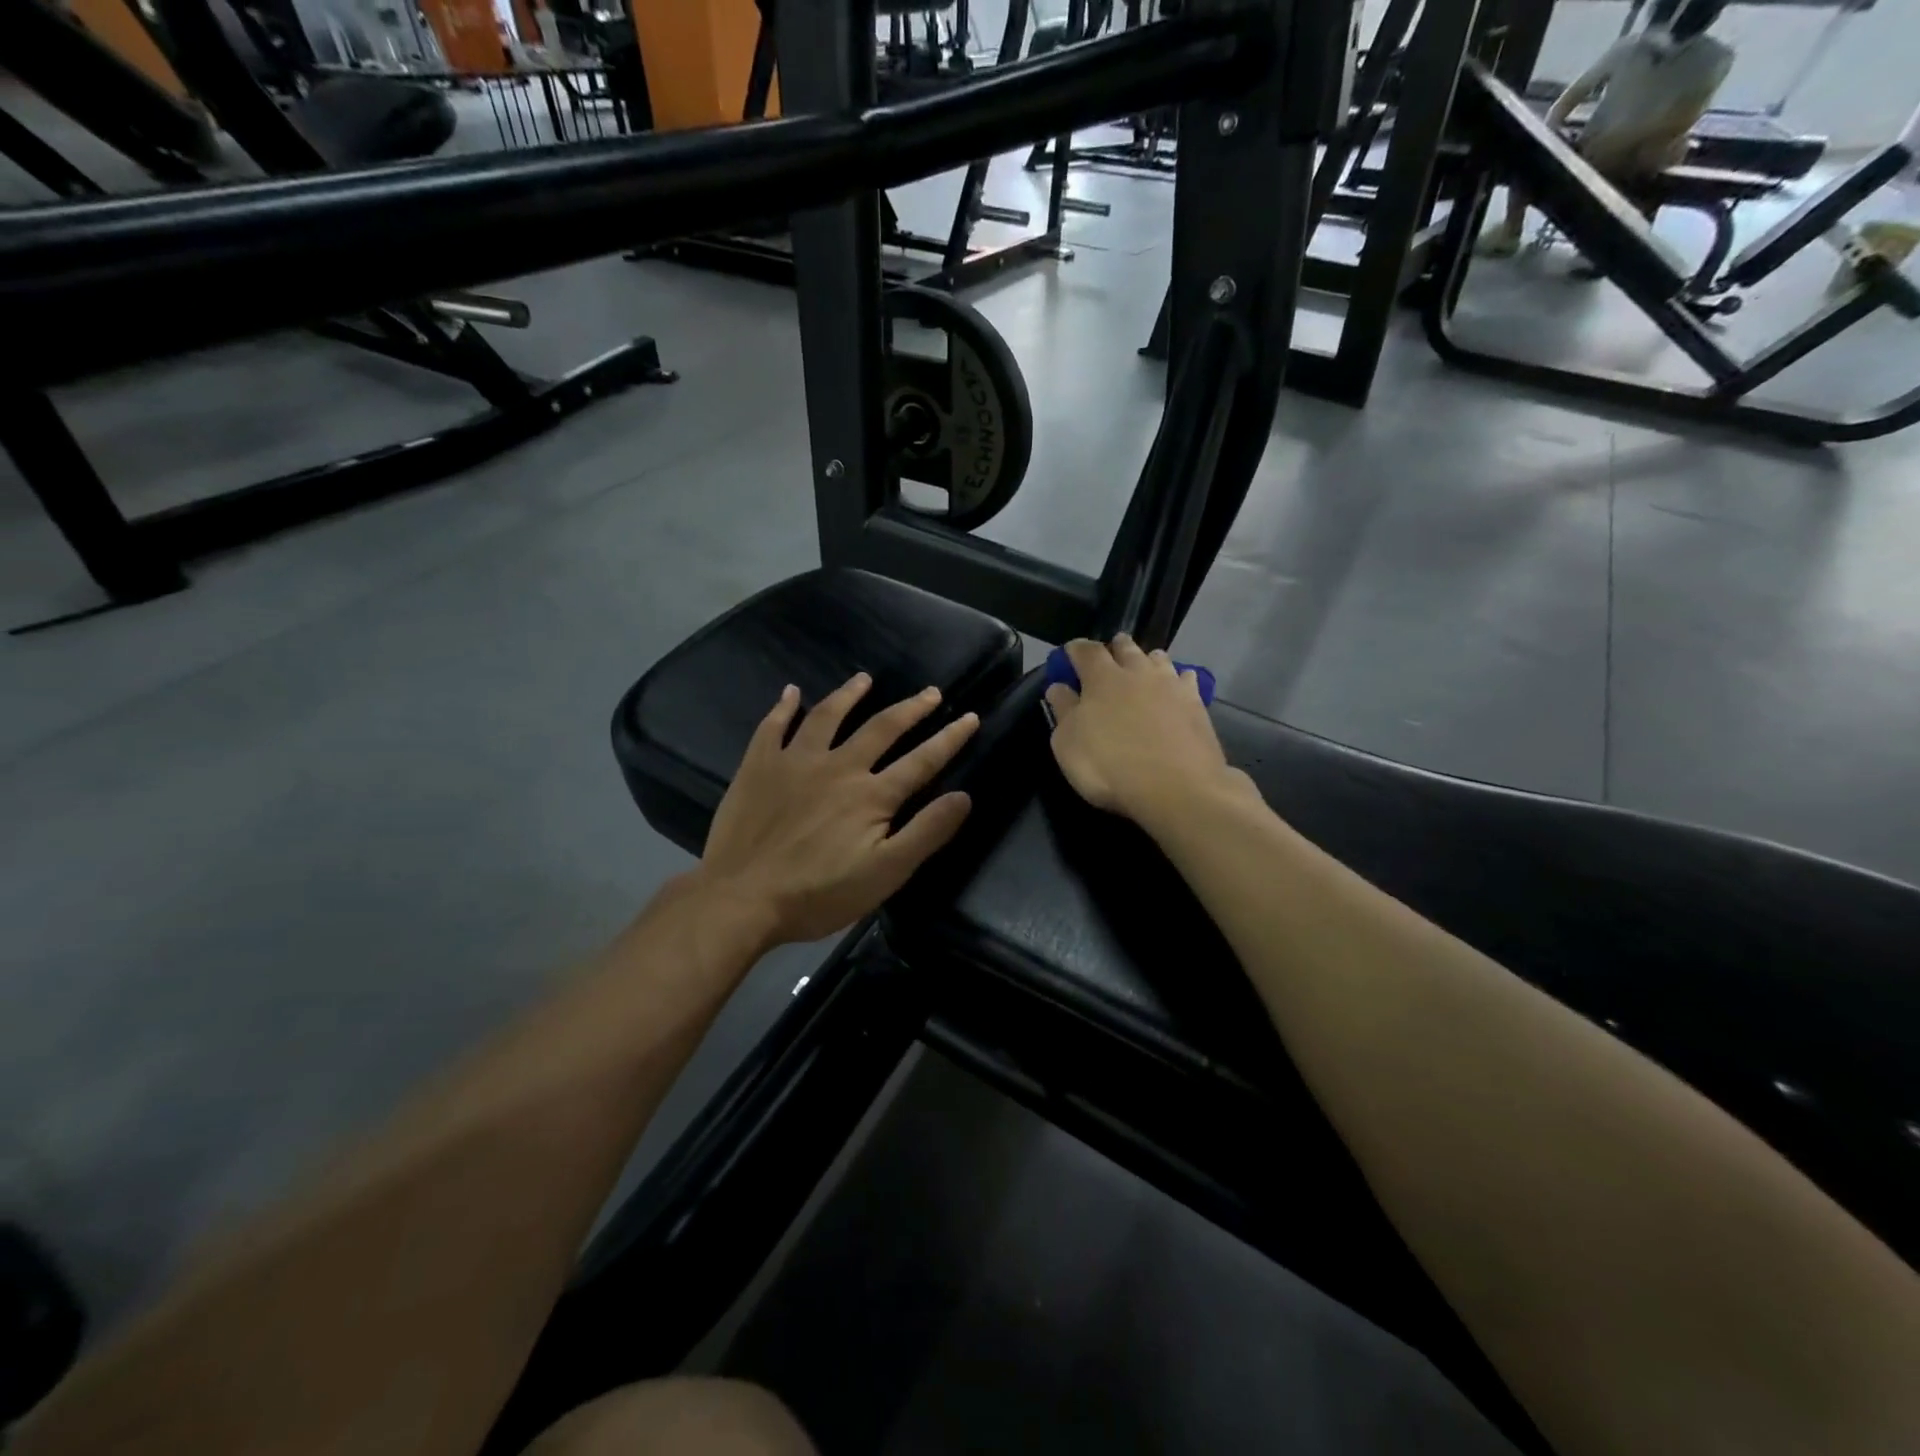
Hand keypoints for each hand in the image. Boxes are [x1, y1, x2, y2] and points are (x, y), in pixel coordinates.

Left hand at [698, 674, 978, 945]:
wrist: (741, 899)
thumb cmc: (819, 894)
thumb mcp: (885, 873)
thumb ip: (926, 832)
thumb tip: (963, 796)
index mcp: (872, 795)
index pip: (922, 760)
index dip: (950, 738)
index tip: (970, 717)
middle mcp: (838, 767)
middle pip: (881, 727)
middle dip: (911, 708)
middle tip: (930, 692)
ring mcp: (795, 762)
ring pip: (827, 716)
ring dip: (849, 695)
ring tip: (864, 679)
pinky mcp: (758, 767)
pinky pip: (773, 727)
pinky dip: (784, 707)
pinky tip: (791, 692)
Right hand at [1044, 635, 1253, 830]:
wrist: (1177, 787)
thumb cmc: (1109, 765)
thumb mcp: (1068, 744)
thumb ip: (1063, 711)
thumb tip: (1058, 687)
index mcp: (1101, 678)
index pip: (1086, 650)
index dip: (1075, 650)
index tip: (1069, 654)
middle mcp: (1137, 672)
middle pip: (1125, 647)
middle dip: (1115, 648)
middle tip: (1110, 655)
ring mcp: (1171, 685)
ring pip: (1158, 658)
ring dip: (1148, 659)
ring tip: (1144, 668)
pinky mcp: (1197, 703)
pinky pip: (1186, 680)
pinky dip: (1178, 680)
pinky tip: (1178, 689)